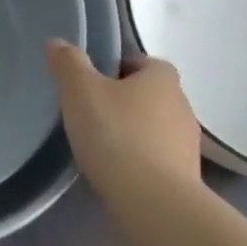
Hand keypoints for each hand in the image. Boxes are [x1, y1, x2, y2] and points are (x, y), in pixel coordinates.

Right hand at [47, 40, 201, 196]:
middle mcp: (182, 105)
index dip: (115, 68)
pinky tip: (116, 171)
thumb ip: (68, 64)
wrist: (154, 203)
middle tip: (90, 113)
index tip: (90, 84)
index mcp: (162, 77)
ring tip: (100, 146)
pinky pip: (157, 157)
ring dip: (132, 131)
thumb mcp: (80, 91)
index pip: (141, 62)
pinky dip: (139, 159)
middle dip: (123, 100)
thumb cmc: (116, 135)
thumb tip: (58, 42)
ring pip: (154, 127)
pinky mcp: (187, 176)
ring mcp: (188, 143)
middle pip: (148, 94)